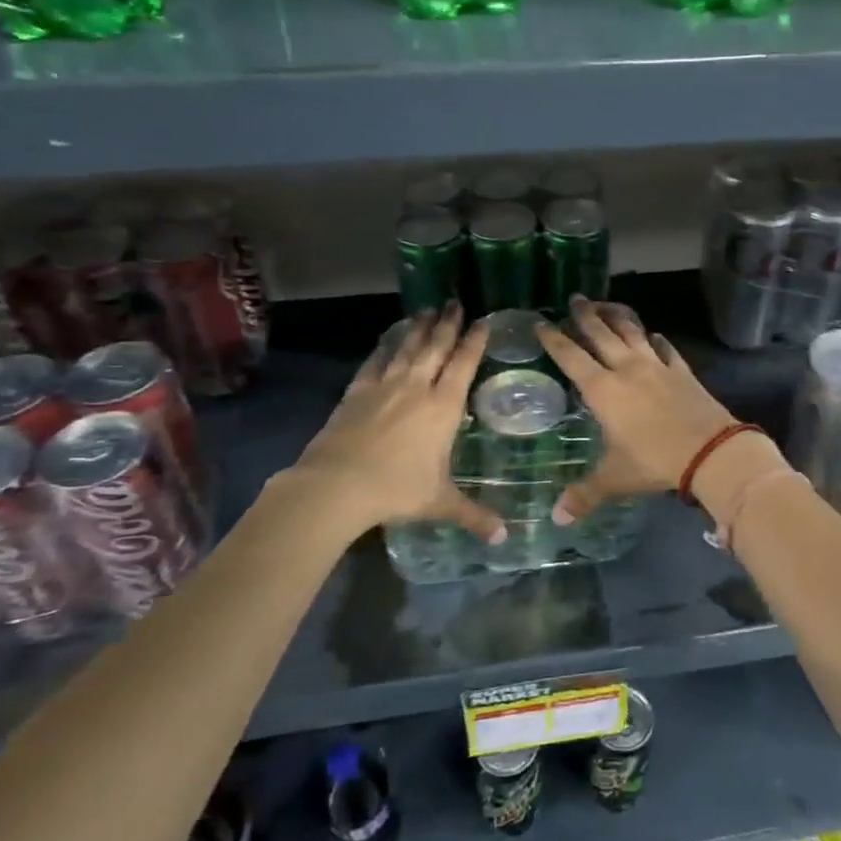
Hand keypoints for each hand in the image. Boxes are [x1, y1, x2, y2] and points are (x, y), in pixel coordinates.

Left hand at [292, 303, 505, 544]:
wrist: (337, 485)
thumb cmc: (396, 489)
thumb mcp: (440, 502)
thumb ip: (473, 515)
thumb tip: (504, 539)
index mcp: (443, 407)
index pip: (464, 364)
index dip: (475, 340)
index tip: (483, 320)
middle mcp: (416, 387)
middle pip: (436, 346)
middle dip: (447, 323)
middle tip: (454, 301)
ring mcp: (384, 386)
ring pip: (406, 347)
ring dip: (418, 327)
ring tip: (426, 310)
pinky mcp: (356, 392)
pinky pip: (375, 361)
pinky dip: (384, 347)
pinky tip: (387, 340)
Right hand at [534, 297, 738, 522]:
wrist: (710, 451)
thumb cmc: (654, 461)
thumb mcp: (614, 478)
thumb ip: (584, 494)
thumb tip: (556, 518)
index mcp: (603, 390)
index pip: (571, 357)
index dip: (554, 340)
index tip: (541, 323)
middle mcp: (626, 369)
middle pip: (601, 335)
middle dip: (585, 316)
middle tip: (575, 299)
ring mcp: (657, 366)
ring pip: (633, 332)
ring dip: (618, 317)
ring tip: (607, 304)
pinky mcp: (682, 371)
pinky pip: (666, 349)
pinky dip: (657, 340)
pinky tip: (655, 335)